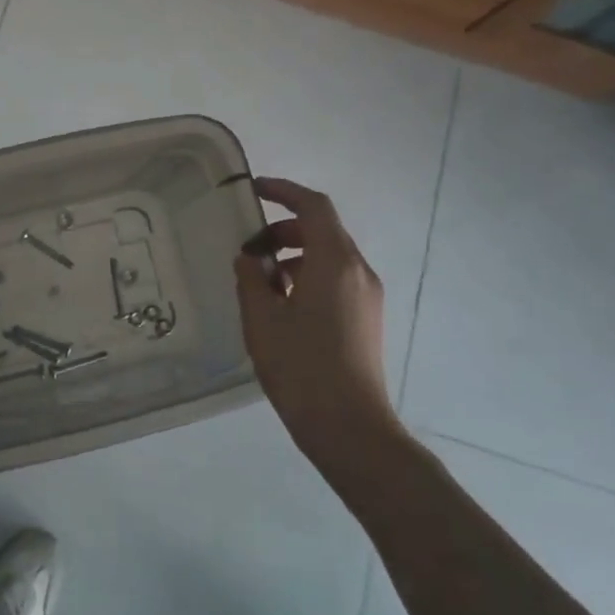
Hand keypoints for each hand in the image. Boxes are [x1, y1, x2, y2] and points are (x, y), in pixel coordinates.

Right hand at [234, 177, 399, 463]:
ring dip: (293, 255)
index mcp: (335, 262)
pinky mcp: (367, 318)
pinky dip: (307, 276)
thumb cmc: (300, 365)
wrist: (347, 425)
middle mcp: (358, 271)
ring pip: (329, 256)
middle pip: (322, 230)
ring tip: (259, 282)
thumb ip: (251, 278)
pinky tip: (281, 305)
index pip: (314, 207)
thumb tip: (250, 259)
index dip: (284, 191)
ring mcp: (367, 296)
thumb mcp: (261, 318)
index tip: (254, 190)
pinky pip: (336, 280)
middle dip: (282, 229)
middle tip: (247, 250)